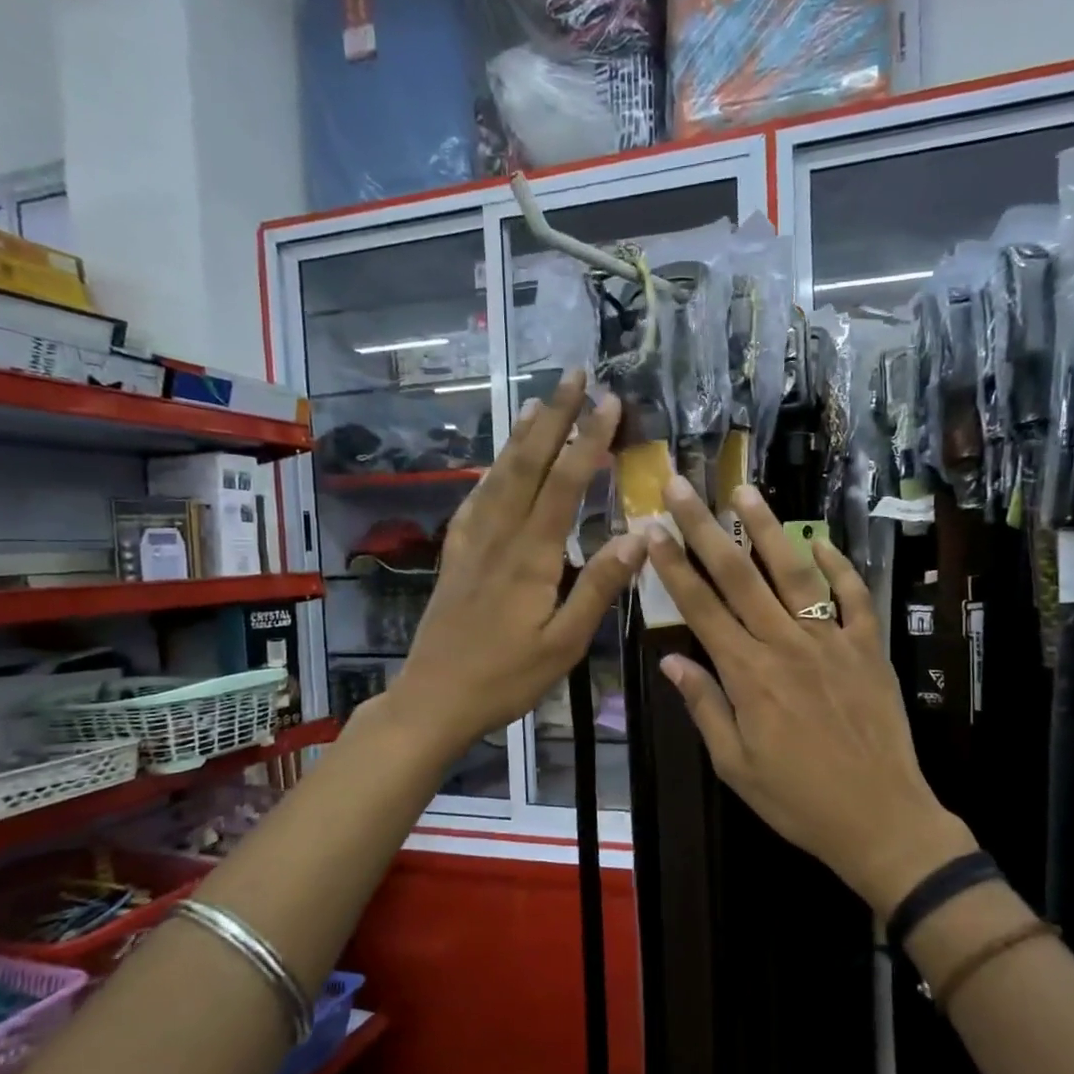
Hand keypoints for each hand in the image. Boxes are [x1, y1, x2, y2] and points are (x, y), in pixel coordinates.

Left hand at [389, 372, 645, 760]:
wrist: (434, 698)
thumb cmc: (506, 678)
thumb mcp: (564, 644)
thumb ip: (599, 588)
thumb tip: (640, 537)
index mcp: (531, 557)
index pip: (564, 484)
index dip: (589, 440)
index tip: (610, 402)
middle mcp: (499, 537)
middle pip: (527, 463)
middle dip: (553, 416)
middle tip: (575, 374)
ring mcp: (472, 543)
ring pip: (499, 474)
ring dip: (522, 433)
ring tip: (539, 400)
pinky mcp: (455, 555)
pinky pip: (476, 499)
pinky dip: (492, 470)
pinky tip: (498, 462)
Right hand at [646, 476, 975, 912]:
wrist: (880, 818)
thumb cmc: (797, 799)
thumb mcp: (734, 765)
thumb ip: (704, 706)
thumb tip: (671, 659)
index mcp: (748, 674)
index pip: (701, 607)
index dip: (673, 566)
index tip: (652, 529)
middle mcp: (786, 645)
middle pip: (738, 576)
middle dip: (704, 528)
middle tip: (682, 486)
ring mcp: (831, 642)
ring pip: (794, 573)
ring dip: (768, 529)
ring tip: (745, 492)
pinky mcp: (868, 648)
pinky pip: (853, 598)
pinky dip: (839, 566)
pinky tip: (822, 542)